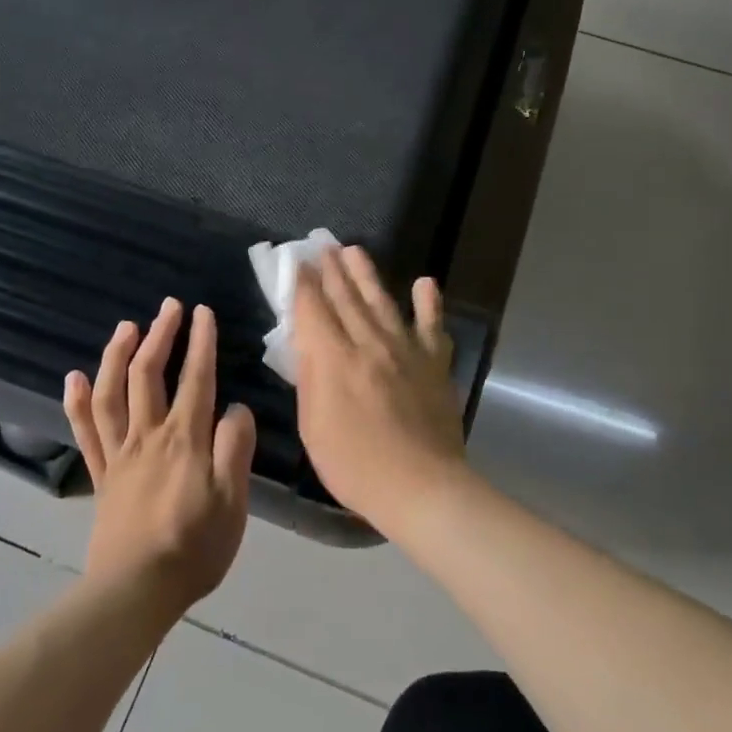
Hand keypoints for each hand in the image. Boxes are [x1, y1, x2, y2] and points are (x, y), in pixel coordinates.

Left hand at [64, 299, 255, 616]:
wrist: (136, 590)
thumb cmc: (194, 548)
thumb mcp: (232, 502)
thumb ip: (235, 450)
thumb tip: (237, 409)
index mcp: (185, 441)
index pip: (196, 380)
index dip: (201, 343)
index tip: (203, 312)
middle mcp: (148, 437)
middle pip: (150, 376)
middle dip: (161, 336)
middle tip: (169, 307)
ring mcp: (118, 454)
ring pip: (112, 394)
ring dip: (117, 356)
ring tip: (126, 326)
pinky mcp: (100, 475)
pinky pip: (85, 432)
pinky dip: (77, 402)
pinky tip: (75, 377)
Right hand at [291, 247, 470, 532]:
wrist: (421, 486)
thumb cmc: (355, 466)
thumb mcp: (313, 427)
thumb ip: (310, 380)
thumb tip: (307, 344)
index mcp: (335, 360)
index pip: (313, 310)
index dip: (302, 284)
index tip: (296, 262)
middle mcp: (370, 343)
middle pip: (346, 298)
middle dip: (331, 270)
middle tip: (323, 245)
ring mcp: (406, 350)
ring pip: (382, 301)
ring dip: (367, 274)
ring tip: (355, 250)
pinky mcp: (435, 363)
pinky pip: (432, 325)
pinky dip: (429, 302)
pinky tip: (424, 282)